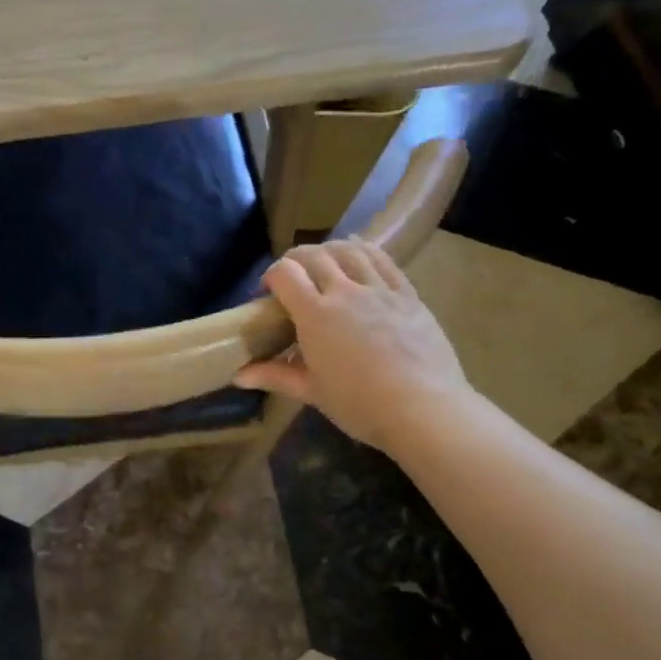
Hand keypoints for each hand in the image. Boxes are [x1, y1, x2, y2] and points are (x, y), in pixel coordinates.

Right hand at [235, 239, 469, 451]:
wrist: (422, 409)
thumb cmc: (358, 403)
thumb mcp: (311, 390)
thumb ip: (274, 375)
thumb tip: (237, 376)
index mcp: (315, 314)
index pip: (284, 273)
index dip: (271, 276)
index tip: (267, 294)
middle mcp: (345, 291)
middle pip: (314, 255)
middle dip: (295, 260)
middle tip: (291, 279)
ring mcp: (380, 290)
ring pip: (349, 250)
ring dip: (329, 250)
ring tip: (323, 263)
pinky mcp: (408, 295)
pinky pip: (383, 261)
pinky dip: (365, 250)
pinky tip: (358, 254)